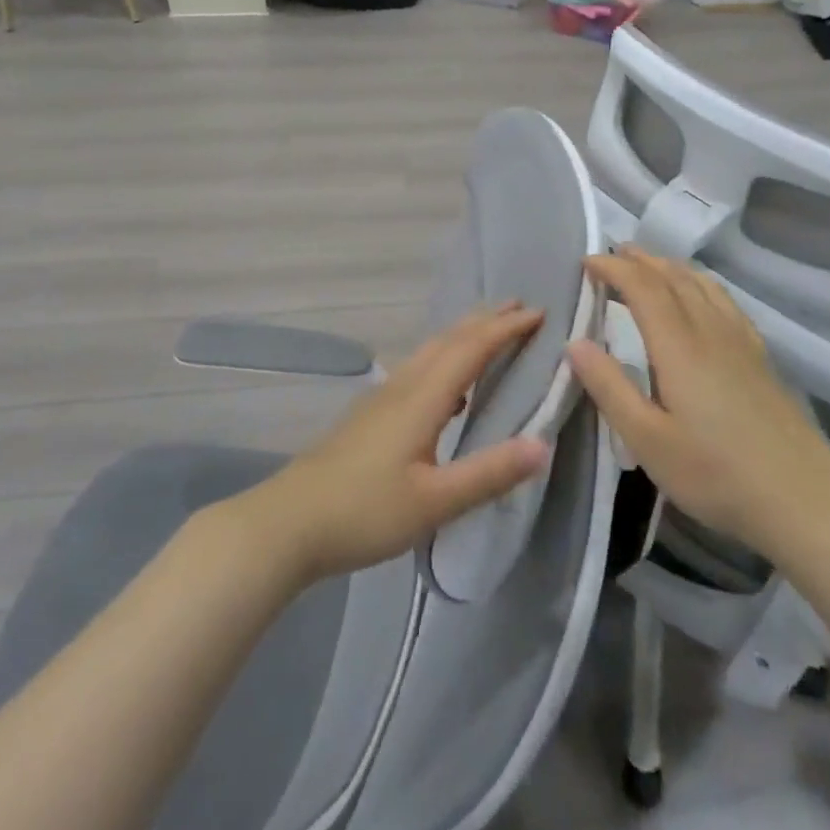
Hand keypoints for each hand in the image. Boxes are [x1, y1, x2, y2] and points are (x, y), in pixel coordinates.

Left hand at [235, 304, 552, 582]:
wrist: (288, 523)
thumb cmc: (364, 511)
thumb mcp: (434, 501)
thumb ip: (488, 473)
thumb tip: (542, 445)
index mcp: (422, 398)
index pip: (471, 349)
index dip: (506, 328)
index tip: (540, 312)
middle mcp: (403, 387)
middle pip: (449, 340)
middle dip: (486, 320)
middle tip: (521, 306)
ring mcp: (382, 399)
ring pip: (430, 352)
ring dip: (464, 336)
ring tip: (489, 333)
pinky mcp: (370, 415)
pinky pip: (418, 370)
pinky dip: (444, 361)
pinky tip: (447, 390)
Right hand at [565, 249, 829, 559]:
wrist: (805, 501)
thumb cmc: (716, 474)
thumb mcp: (648, 441)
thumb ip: (609, 388)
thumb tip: (575, 343)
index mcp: (679, 346)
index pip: (643, 287)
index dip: (613, 268)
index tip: (586, 262)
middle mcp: (710, 330)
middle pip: (673, 277)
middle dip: (639, 260)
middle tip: (611, 256)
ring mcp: (741, 341)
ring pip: (702, 284)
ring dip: (669, 267)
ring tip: (647, 266)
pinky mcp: (760, 356)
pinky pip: (723, 299)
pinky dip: (699, 283)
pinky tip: (699, 297)